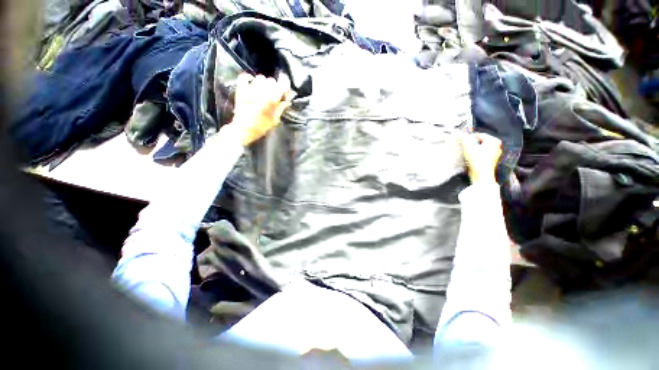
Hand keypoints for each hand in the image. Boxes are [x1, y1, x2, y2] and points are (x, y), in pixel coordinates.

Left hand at [228, 74, 291, 145]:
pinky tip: (251, 84)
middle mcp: (262, 91)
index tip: (284, 88)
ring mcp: (250, 89)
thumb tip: (286, 101)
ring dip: (263, 83)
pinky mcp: (241, 89)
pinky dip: (249, 79)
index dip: (285, 84)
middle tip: (273, 93)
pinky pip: (246, 77)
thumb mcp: (274, 120)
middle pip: (271, 80)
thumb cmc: (261, 127)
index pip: (282, 84)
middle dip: (274, 86)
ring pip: (260, 78)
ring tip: (262, 90)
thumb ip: (280, 108)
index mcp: (272, 99)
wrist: (243, 129)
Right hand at [459, 132, 501, 183]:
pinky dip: (476, 154)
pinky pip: (482, 153)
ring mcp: (495, 153)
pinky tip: (471, 158)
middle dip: (471, 143)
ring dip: (473, 149)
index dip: (469, 137)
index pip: (478, 135)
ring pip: (481, 147)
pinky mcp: (491, 160)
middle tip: (463, 147)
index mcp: (493, 140)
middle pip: (480, 141)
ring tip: (466, 152)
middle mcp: (497, 145)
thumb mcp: (468, 147)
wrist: (481, 175)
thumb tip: (458, 133)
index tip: (462, 142)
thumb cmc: (477, 160)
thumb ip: (463, 139)